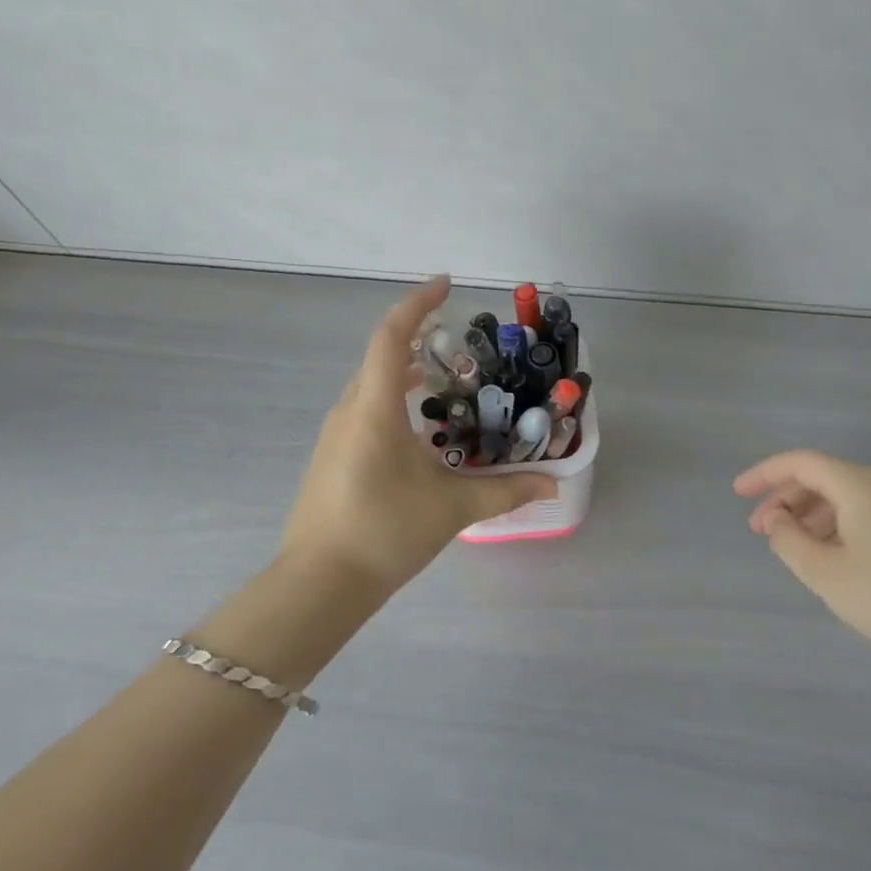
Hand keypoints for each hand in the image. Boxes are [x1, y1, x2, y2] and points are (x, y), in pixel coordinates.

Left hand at [279, 276, 556, 596]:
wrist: (319, 584)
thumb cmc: (385, 532)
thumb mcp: (452, 508)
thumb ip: (505, 490)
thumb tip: (551, 483)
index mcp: (374, 408)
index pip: (392, 337)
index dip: (417, 305)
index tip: (446, 286)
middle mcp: (350, 410)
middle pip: (382, 357)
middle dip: (418, 339)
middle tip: (459, 344)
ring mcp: (335, 434)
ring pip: (372, 385)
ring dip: (406, 373)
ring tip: (445, 381)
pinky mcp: (332, 456)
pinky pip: (365, 409)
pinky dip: (394, 401)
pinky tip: (420, 431)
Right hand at [735, 449, 870, 679]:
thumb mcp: (825, 573)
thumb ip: (788, 540)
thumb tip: (776, 519)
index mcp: (858, 486)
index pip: (800, 462)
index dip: (764, 474)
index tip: (737, 493)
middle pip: (822, 478)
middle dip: (785, 499)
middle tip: (761, 530)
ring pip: (844, 498)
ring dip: (809, 515)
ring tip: (791, 548)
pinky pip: (864, 515)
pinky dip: (836, 527)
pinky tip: (830, 558)